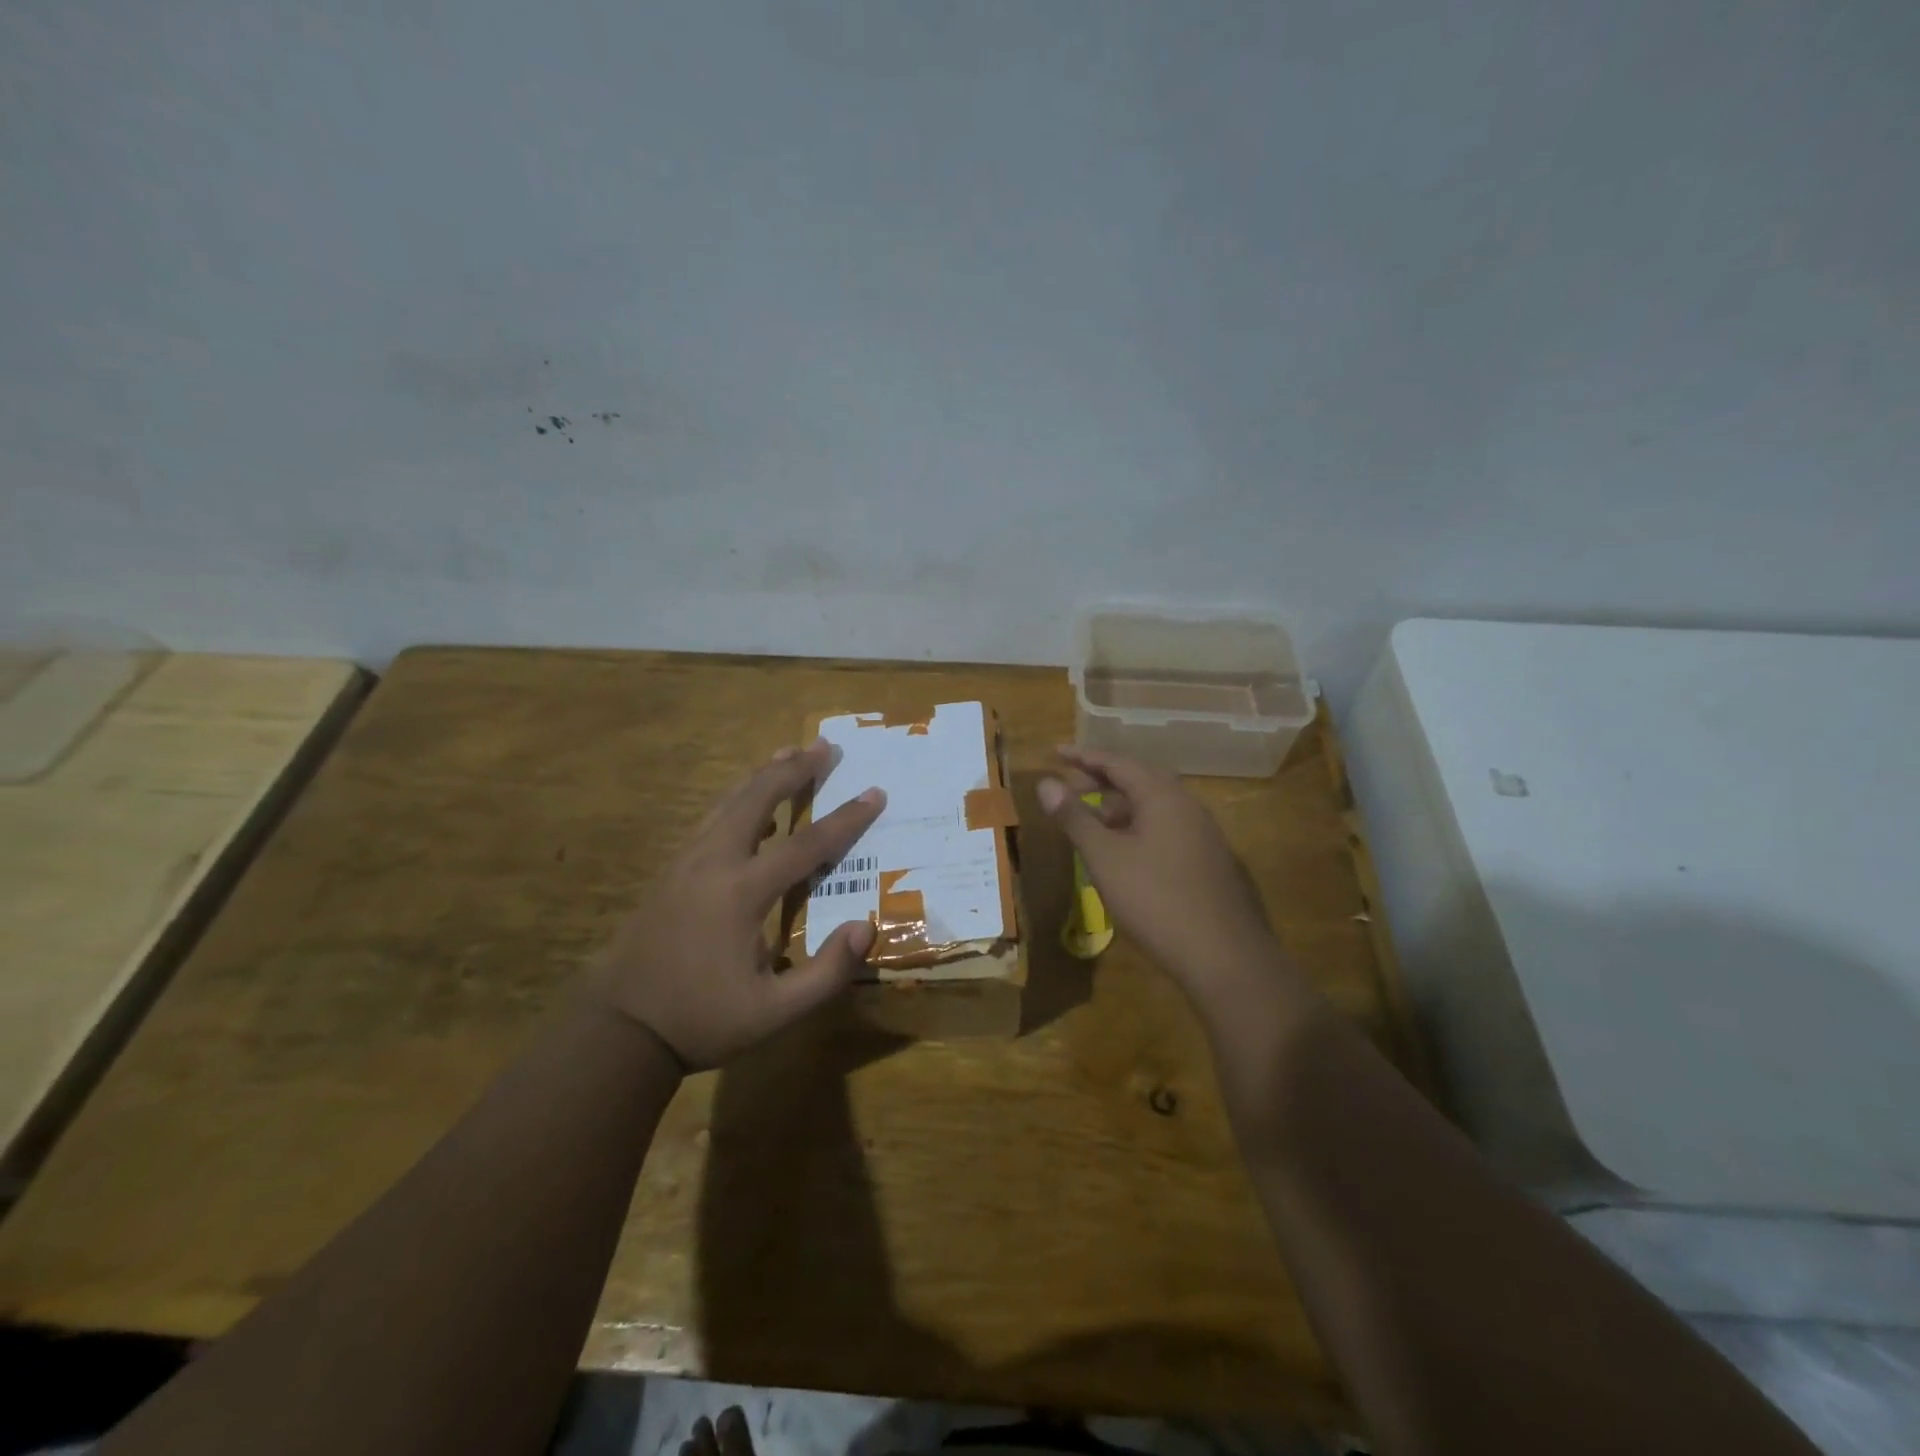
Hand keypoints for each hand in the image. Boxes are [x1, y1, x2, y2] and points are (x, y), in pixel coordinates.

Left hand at [586, 738, 884, 1068]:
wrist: (619, 1027)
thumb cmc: (701, 1019)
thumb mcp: (774, 1012)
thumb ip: (826, 973)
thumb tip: (866, 926)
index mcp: (741, 892)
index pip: (806, 844)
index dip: (846, 819)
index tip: (875, 793)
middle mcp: (713, 862)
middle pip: (758, 798)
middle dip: (795, 769)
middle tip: (825, 745)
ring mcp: (686, 861)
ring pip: (729, 801)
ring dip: (763, 774)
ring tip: (789, 751)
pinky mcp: (671, 869)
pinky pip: (711, 818)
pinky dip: (738, 798)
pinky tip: (748, 801)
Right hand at [1038, 746, 1294, 1018]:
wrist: (1224, 956)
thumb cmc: (1155, 899)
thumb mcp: (1104, 857)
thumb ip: (1074, 817)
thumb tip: (1046, 783)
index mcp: (1162, 795)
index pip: (1117, 762)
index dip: (1083, 756)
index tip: (1055, 753)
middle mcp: (1186, 805)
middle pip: (1138, 779)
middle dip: (1101, 780)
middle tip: (1068, 786)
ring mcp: (1202, 833)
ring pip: (1153, 806)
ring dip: (1118, 806)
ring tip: (1089, 820)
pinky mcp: (1207, 860)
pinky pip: (1165, 828)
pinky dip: (1137, 827)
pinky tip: (1122, 853)